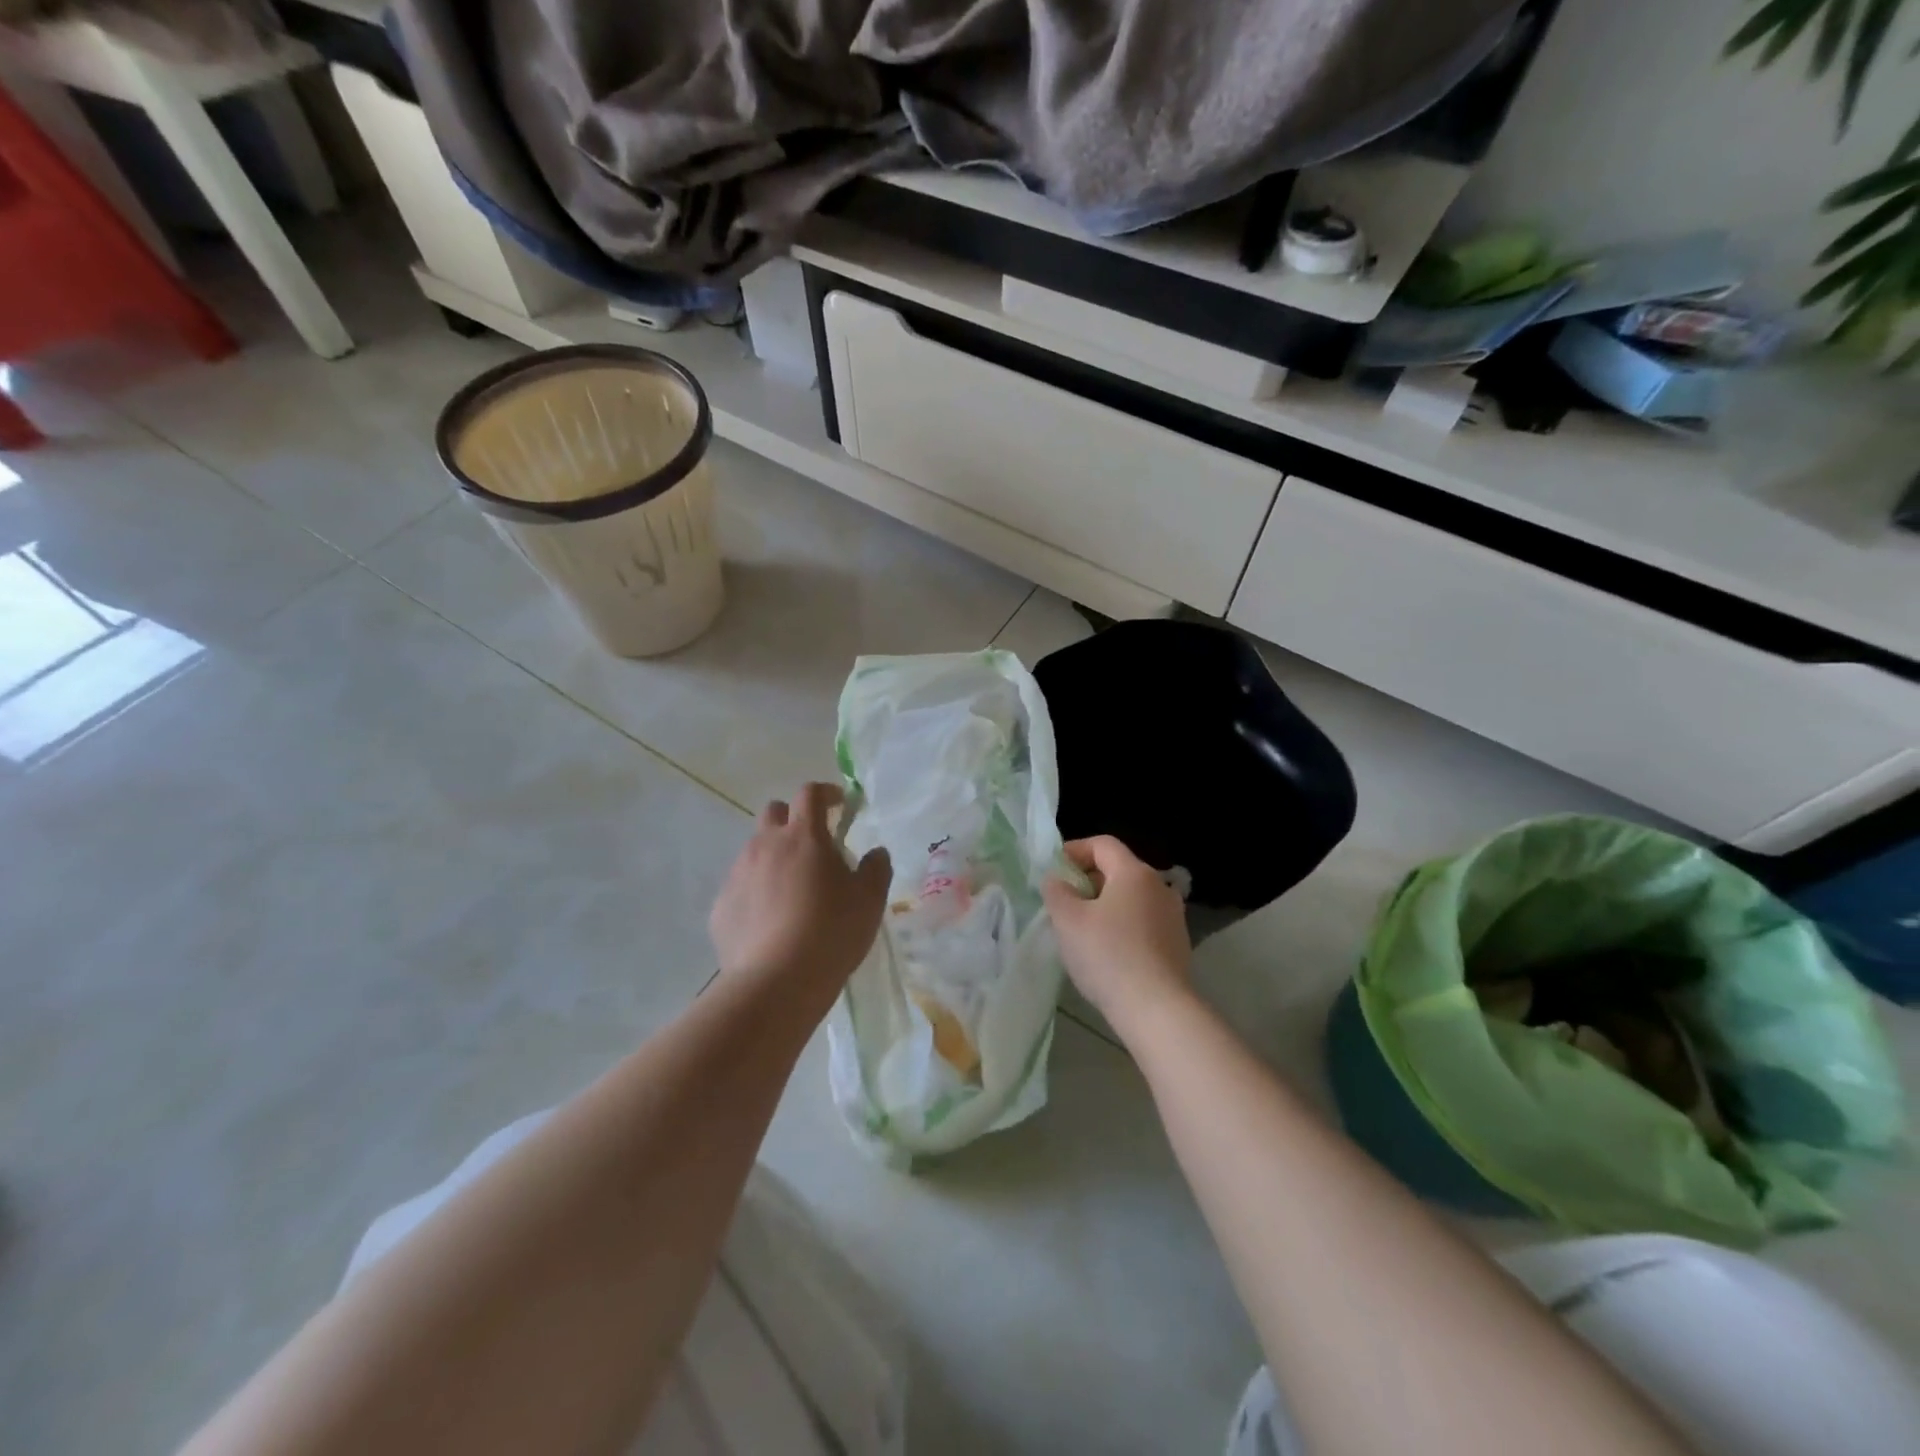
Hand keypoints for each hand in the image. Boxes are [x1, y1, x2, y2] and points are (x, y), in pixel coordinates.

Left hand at [710, 783, 890, 1001]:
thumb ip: (876, 868)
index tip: (840, 804)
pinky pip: (741, 887)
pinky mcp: (721, 907)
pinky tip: (771, 922)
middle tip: (814, 846)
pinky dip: (757, 893)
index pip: (810, 793)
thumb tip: (876, 853)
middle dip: (793, 819)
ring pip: (755, 851)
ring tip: (793, 890)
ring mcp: (738, 875)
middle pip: (774, 812)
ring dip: (774, 857)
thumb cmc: (831, 931)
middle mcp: (765, 846)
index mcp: (803, 836)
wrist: (776, 982)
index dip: (826, 793)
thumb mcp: (869, 900)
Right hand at [1042, 835, 1192, 1035]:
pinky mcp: (1178, 944)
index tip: (1054, 870)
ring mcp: (1173, 916)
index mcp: (1134, 872)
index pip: (1103, 844)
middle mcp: (1159, 886)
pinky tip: (1108, 951)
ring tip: (1083, 928)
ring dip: (1106, 904)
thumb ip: (1057, 891)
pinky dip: (1123, 925)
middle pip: (1119, 869)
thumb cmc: (1107, 955)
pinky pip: (1143, 922)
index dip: (1075, 850)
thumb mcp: (1068, 920)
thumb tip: (1057, 880)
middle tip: (1064, 900)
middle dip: (1088, 879)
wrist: (1156, 1008)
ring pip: (1132, 898)